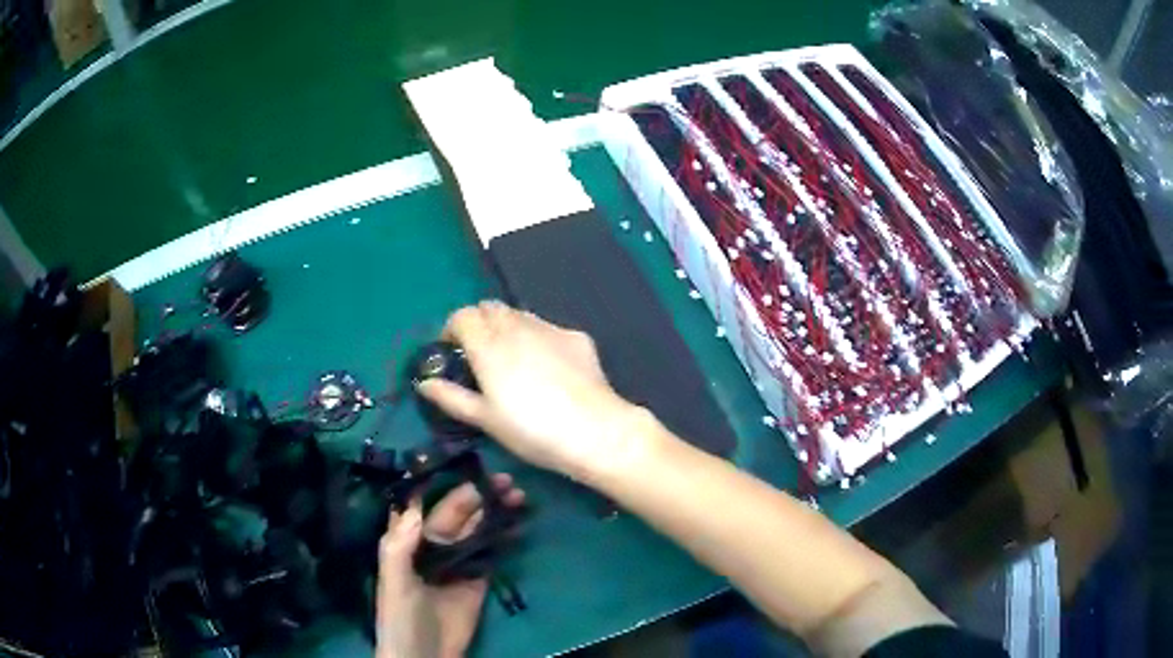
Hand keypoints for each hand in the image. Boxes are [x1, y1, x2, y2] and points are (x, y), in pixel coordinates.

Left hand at [375, 474, 524, 657]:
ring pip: (476, 528)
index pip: (423, 504)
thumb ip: (400, 544)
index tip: (466, 462)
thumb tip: (417, 504)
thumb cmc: (400, 615)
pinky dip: (503, 537)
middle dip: (478, 494)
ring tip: (518, 495)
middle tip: (506, 479)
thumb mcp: (393, 580)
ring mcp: (456, 562)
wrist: (424, 655)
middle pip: (456, 512)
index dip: (442, 482)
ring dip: (494, 511)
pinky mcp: (477, 580)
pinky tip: (517, 524)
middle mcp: (432, 545)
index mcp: (407, 540)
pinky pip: (490, 552)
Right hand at [416, 301, 650, 478]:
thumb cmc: (531, 430)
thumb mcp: (485, 419)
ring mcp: (549, 328)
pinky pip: (547, 327)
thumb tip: (423, 383)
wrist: (594, 430)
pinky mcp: (576, 336)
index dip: (452, 329)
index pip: (461, 316)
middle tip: (480, 355)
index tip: (453, 351)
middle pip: (489, 308)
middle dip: (479, 324)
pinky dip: (537, 337)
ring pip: (519, 314)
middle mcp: (517, 327)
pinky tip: (547, 366)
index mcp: (488, 345)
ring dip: (507, 326)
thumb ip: (451, 397)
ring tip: (513, 359)